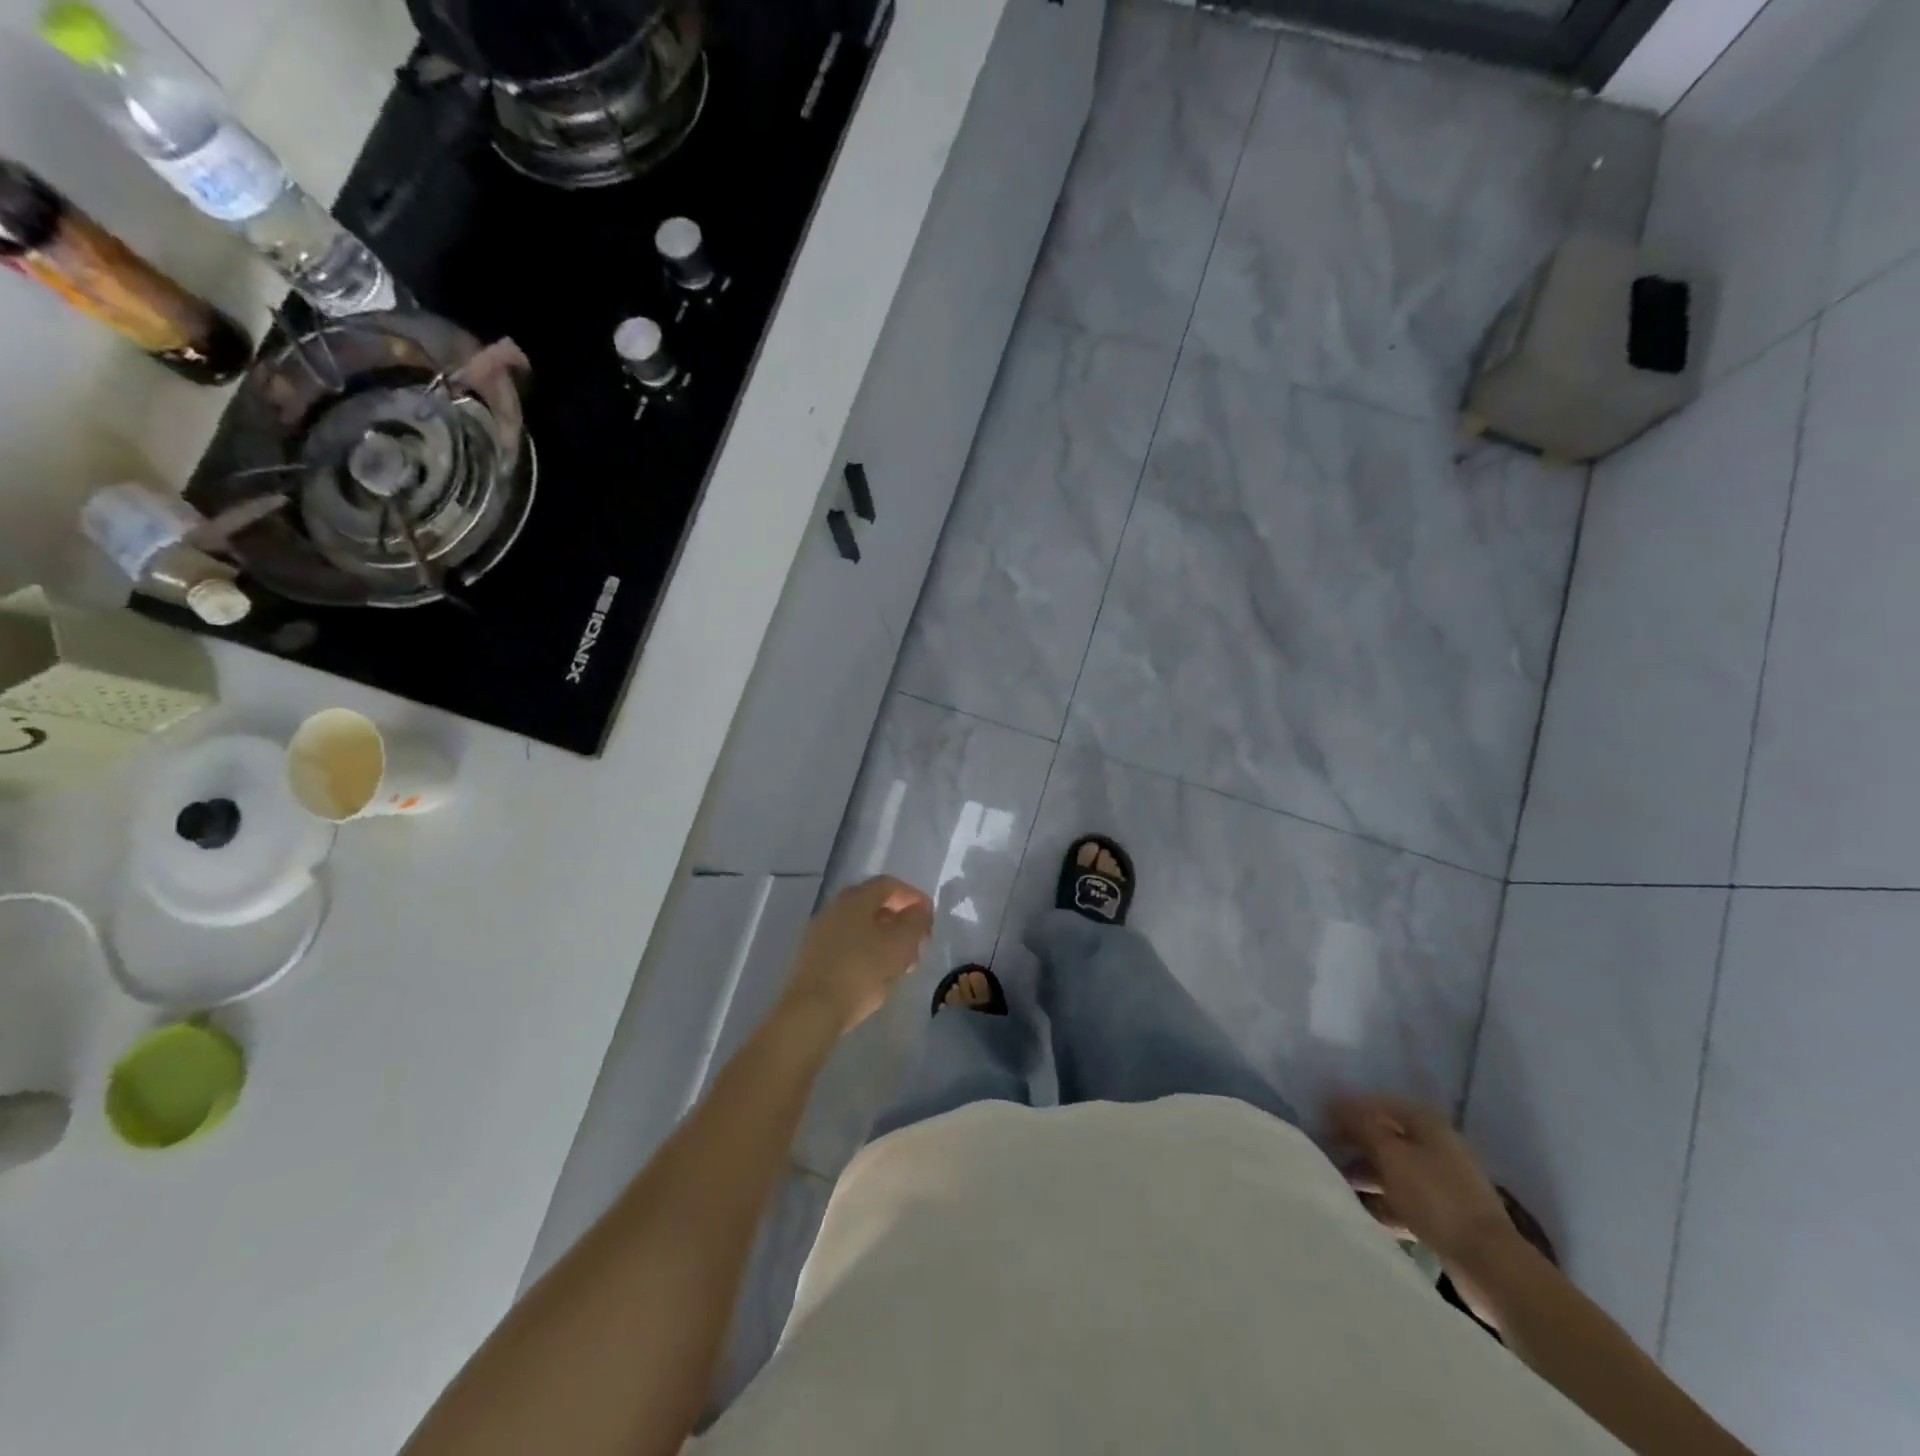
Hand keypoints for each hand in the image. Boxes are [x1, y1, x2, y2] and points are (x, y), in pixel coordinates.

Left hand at [779, 877, 933, 1035]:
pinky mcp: (814, 957)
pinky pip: (848, 945)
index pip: (889, 885)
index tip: (930, 918)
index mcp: (855, 898)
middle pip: (875, 905)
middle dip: (901, 921)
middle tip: (919, 943)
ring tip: (904, 964)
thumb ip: (916, 921)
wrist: (812, 1010)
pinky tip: (878, 975)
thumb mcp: (901, 943)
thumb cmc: (862, 971)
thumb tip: (919, 910)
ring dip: (886, 940)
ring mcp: (821, 932)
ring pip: (862, 927)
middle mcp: (835, 907)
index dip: (914, 897)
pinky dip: (868, 952)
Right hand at [1330, 1095, 1522, 1289]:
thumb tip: (1335, 1102)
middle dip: (1355, 1144)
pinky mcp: (1444, 1214)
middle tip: (1324, 1151)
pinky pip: (1405, 1200)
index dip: (1349, 1109)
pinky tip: (1362, 1212)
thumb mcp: (1391, 1155)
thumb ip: (1361, 1125)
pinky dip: (1384, 1203)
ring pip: (1394, 1170)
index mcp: (1427, 1124)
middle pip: (1386, 1138)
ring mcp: (1442, 1182)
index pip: (1379, 1104)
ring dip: (1366, 1175)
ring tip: (1337, 1183)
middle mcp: (1436, 1146)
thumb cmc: (1435, 1197)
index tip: (1321, 1120)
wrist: (1489, 1264)